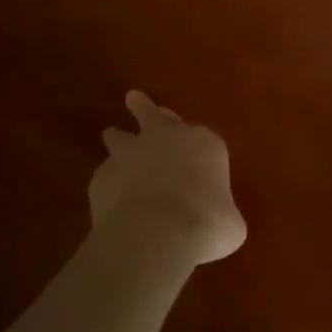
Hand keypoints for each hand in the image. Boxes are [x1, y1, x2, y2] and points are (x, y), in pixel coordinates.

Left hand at [90, 91, 246, 264]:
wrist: (157, 233)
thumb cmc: (207, 223)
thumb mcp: (230, 223)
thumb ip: (221, 213)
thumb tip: (218, 222)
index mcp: (205, 144)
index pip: (202, 136)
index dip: (196, 145)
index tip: (194, 153)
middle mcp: (166, 139)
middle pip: (153, 115)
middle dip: (145, 108)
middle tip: (134, 99)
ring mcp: (129, 154)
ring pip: (119, 136)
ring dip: (118, 139)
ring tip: (112, 137)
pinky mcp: (101, 176)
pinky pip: (105, 174)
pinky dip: (109, 183)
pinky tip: (111, 199)